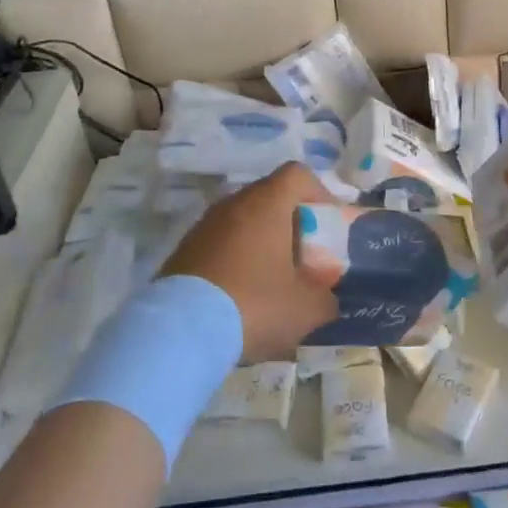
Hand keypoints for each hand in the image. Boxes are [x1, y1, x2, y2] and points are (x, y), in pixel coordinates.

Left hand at [160, 163, 339, 362]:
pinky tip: (239, 296)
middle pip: (270, 198)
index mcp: (267, 203)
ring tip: (271, 281)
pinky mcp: (183, 251)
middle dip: (290, 223)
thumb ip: (326, 298)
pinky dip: (235, 260)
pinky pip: (219, 244)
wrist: (180, 332)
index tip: (326, 224)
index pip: (298, 174)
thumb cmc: (254, 304)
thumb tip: (327, 299)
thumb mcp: (306, 308)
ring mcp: (204, 226)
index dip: (318, 193)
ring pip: (243, 222)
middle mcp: (234, 203)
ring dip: (261, 243)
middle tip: (302, 258)